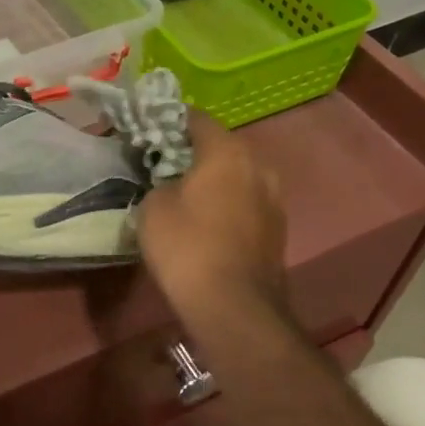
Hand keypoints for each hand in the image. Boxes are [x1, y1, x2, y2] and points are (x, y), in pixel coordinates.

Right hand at [137, 111, 287, 324]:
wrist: (234, 307)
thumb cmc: (187, 247)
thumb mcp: (153, 206)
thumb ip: (160, 180)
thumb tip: (170, 181)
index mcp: (227, 151)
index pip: (196, 118)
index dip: (169, 120)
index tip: (147, 129)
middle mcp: (258, 165)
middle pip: (220, 146)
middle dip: (191, 151)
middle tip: (161, 162)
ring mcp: (274, 198)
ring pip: (236, 175)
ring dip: (212, 179)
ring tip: (182, 192)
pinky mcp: (277, 229)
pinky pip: (245, 201)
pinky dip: (226, 203)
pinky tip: (204, 220)